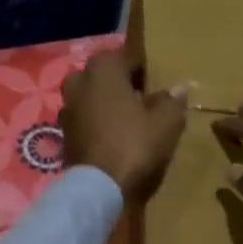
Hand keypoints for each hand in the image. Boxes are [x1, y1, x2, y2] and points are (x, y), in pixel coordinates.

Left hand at [59, 50, 187, 203]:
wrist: (98, 186)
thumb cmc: (134, 144)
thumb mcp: (166, 122)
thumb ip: (173, 100)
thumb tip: (179, 88)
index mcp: (103, 68)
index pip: (128, 56)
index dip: (145, 69)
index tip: (157, 82)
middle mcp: (79, 80)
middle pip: (105, 75)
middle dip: (122, 84)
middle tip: (143, 99)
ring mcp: (67, 107)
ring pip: (92, 96)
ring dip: (108, 103)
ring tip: (129, 119)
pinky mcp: (63, 132)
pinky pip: (85, 118)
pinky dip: (97, 122)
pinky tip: (114, 136)